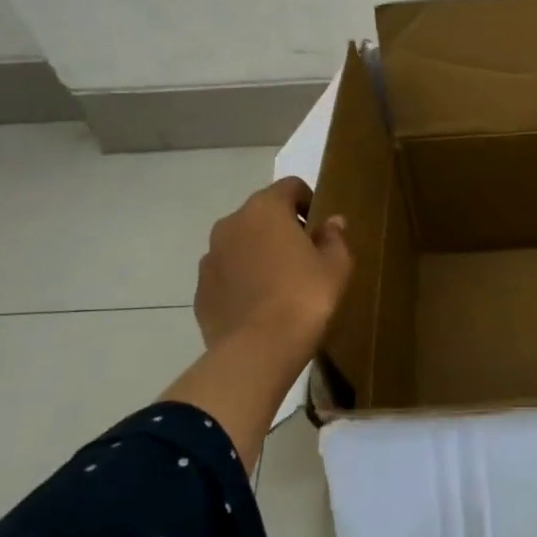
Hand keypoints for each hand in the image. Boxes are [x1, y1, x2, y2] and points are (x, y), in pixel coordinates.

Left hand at [193, 178, 352, 364]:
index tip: (319, 228)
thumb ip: (334, 238)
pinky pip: (226, 274)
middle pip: (261, 213)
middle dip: (281, 228)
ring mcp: (210, 257)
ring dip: (258, 253)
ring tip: (279, 284)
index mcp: (266, 209)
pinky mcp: (200, 289)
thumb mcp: (336, 266)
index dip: (309, 202)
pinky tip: (259, 306)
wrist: (258, 349)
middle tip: (303, 257)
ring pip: (240, 243)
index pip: (290, 186)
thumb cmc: (305, 297)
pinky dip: (241, 280)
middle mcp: (231, 223)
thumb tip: (332, 222)